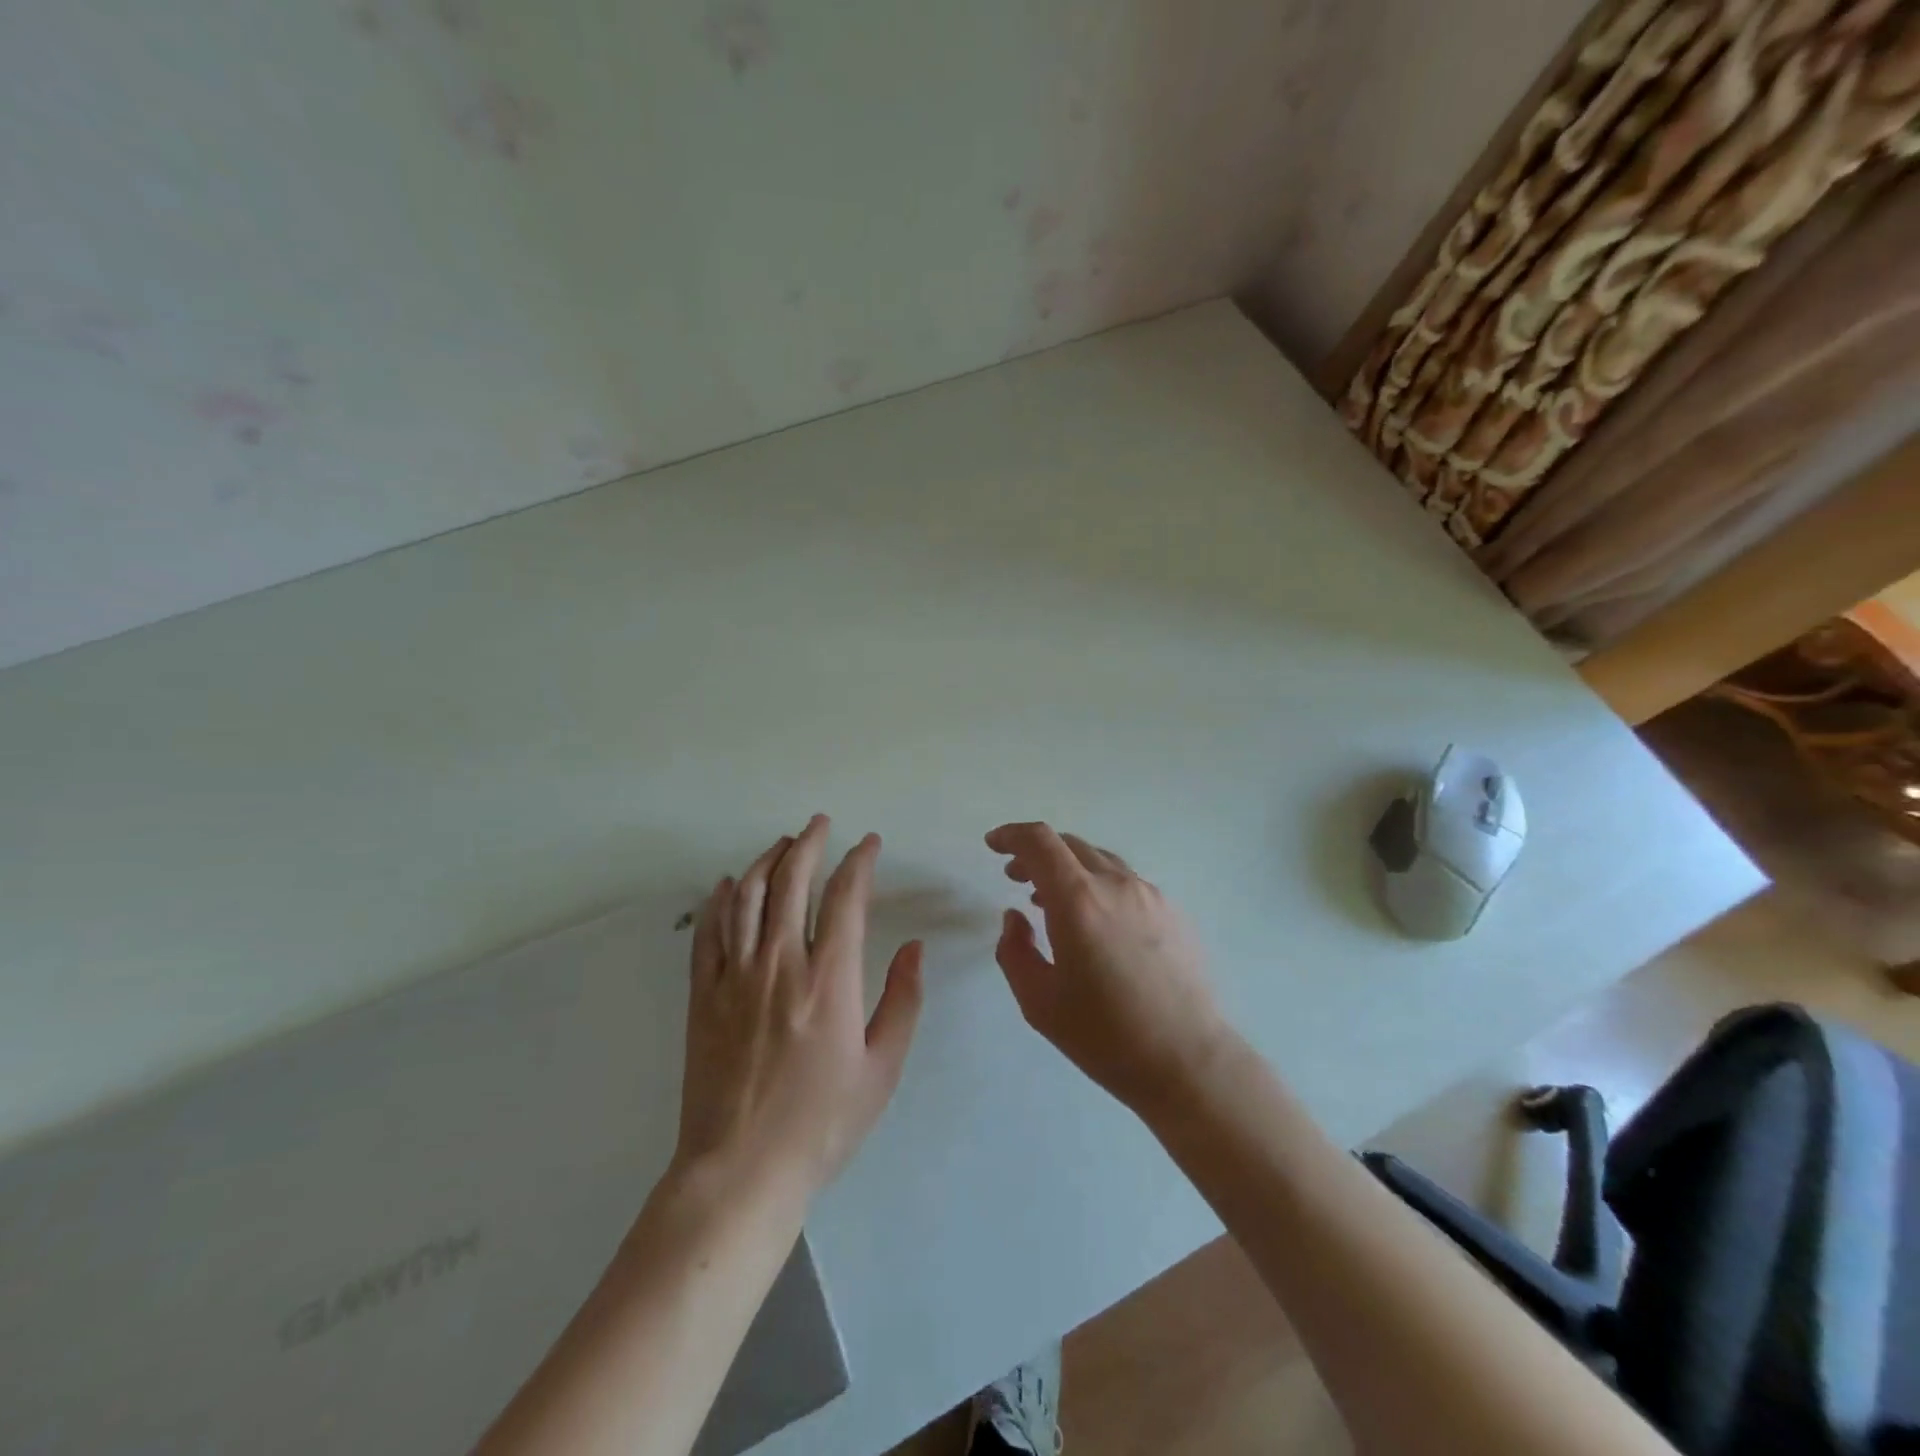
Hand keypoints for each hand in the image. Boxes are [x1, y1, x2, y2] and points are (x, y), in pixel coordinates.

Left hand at [674, 815, 923, 1200]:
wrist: (740, 1171)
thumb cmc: (822, 1124)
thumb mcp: (882, 1069)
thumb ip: (902, 1001)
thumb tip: (914, 948)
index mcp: (830, 980)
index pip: (846, 898)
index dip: (860, 862)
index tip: (869, 844)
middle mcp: (780, 964)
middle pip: (792, 881)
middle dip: (809, 843)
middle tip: (821, 823)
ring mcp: (735, 976)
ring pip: (748, 896)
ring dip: (767, 861)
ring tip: (783, 843)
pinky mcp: (703, 995)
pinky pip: (709, 932)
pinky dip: (720, 899)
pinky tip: (728, 883)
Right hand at [986, 821, 1232, 1114]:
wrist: (1187, 1060)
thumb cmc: (1104, 1035)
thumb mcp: (1038, 1001)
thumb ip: (1014, 950)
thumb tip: (1015, 917)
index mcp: (1078, 900)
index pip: (1040, 842)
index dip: (1012, 834)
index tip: (994, 844)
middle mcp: (1115, 885)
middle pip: (1070, 845)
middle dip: (1036, 853)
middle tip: (1016, 878)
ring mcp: (1150, 895)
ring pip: (1100, 861)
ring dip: (1069, 869)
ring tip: (1052, 899)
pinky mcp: (1173, 911)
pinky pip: (1126, 882)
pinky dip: (1098, 885)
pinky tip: (1096, 922)